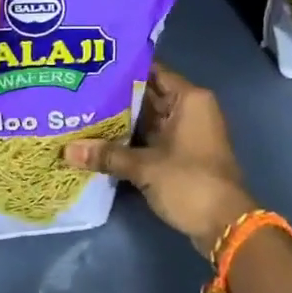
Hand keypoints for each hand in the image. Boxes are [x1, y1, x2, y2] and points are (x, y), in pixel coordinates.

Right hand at [66, 63, 255, 258]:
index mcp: (189, 99)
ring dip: (123, 121)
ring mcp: (187, 133)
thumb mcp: (145, 167)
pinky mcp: (182, 155)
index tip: (94, 67)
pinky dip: (132, 140)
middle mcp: (190, 109)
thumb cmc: (190, 182)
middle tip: (81, 92)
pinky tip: (102, 141)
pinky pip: (153, 138)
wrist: (225, 225)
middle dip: (117, 97)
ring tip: (84, 113)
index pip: (153, 72)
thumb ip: (107, 155)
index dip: (124, 69)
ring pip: (149, 119)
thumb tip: (66, 150)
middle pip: (149, 95)